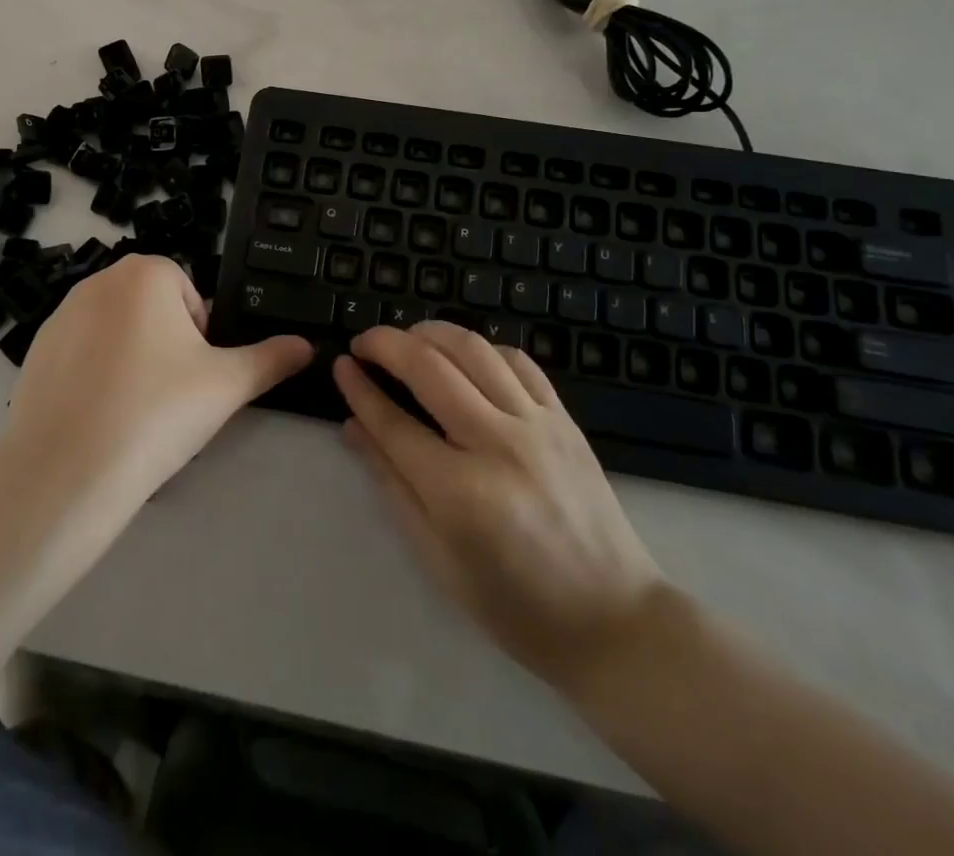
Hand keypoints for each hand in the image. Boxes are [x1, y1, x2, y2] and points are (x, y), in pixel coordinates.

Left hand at [4, 255, 312, 509]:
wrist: (67, 472)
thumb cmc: (157, 411)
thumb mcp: (228, 385)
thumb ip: (272, 359)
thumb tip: (308, 346)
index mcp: (146, 273)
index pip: (189, 294)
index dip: (200, 337)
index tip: (194, 377)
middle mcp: (99, 280)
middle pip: (152, 308)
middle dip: (167, 345)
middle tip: (169, 396)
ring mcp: (61, 314)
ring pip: (117, 330)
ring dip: (132, 359)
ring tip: (133, 411)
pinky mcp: (36, 349)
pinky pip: (82, 354)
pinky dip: (96, 377)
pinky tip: (98, 418)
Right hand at [334, 324, 665, 688]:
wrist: (613, 621)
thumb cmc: (514, 605)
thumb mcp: (437, 558)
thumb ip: (392, 484)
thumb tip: (354, 427)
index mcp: (460, 492)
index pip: (393, 422)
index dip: (359, 389)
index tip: (340, 366)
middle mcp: (497, 444)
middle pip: (428, 367)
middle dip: (386, 343)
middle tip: (364, 343)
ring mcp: (536, 425)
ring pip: (472, 349)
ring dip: (430, 332)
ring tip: (406, 338)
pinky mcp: (564, 418)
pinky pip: (518, 360)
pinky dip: (482, 347)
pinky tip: (463, 355)